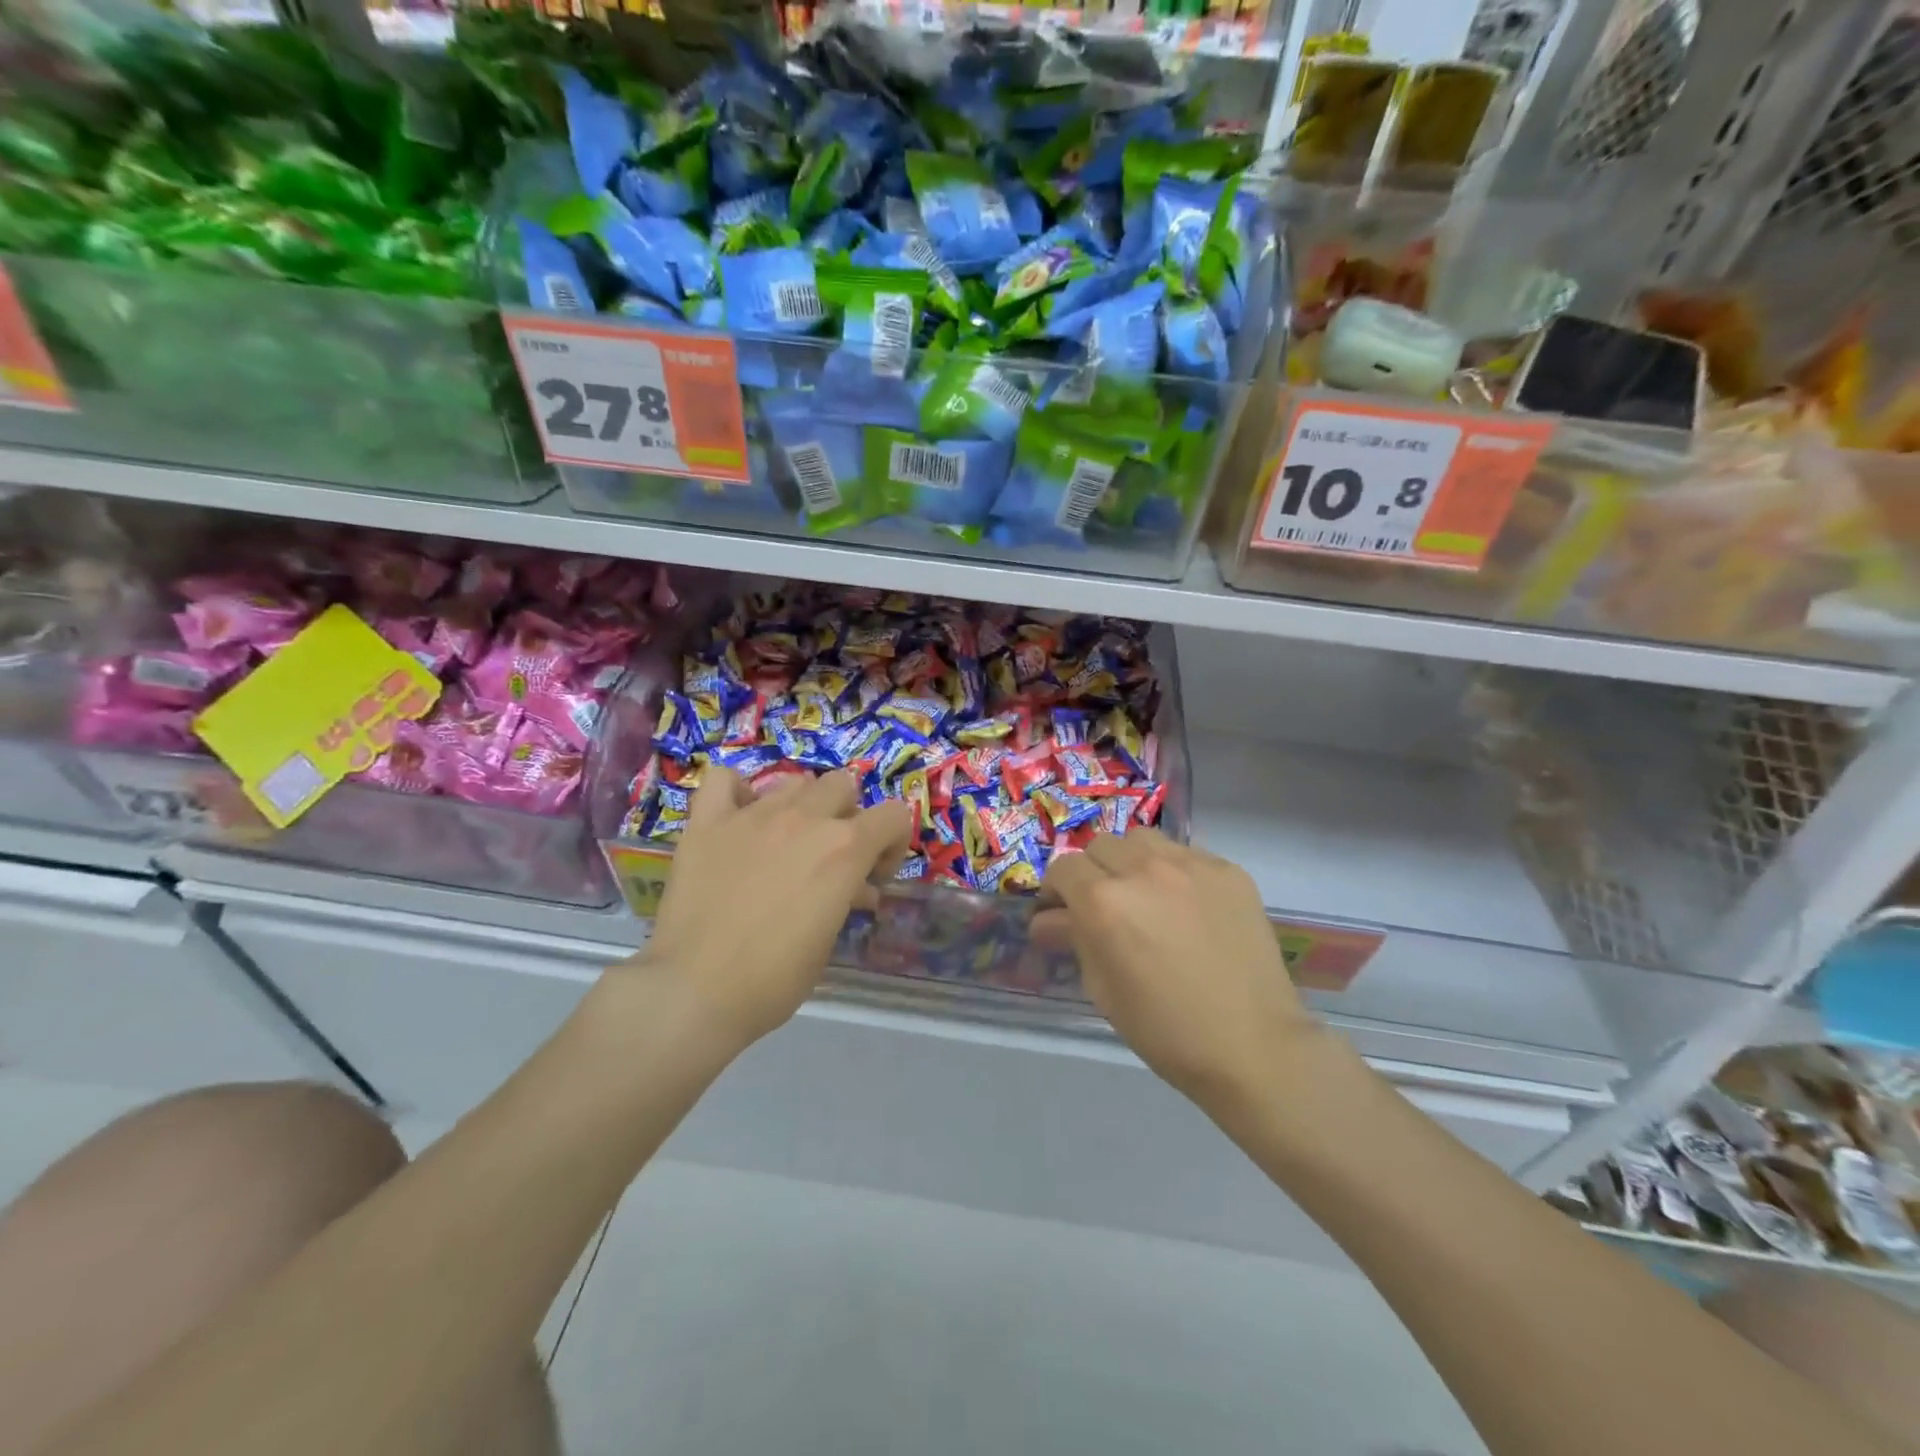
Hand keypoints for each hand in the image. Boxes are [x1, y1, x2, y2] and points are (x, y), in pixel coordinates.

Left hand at [630, 767, 911, 1050]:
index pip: (893, 816)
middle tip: (831, 858)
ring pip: (794, 782)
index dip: (892, 845)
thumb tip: (856, 889)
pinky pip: (724, 780)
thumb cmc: (774, 979)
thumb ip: (846, 898)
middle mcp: (804, 818)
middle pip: (842, 785)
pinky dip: (737, 792)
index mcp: (845, 848)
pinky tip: (738, 818)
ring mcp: (752, 815)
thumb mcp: (828, 941)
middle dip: (847, 817)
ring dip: (801, 806)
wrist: (695, 992)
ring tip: (786, 843)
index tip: (874, 877)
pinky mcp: (707, 822)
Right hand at [1034, 831, 1319, 1109]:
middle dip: (1092, 872)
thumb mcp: (1103, 989)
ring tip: (1144, 894)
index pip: (1063, 868)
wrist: (1254, 1046)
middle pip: (1100, 846)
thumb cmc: (1165, 1029)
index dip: (1055, 890)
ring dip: (1131, 861)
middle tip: (1103, 906)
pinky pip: (1186, 853)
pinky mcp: (1228, 870)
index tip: (1060, 912)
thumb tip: (1046, 920)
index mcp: (1104, 901)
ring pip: (1142, 840)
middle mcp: (1143, 869)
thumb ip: (1074, 939)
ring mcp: (1190, 864)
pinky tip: (1185, 904)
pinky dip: (1173, 870)